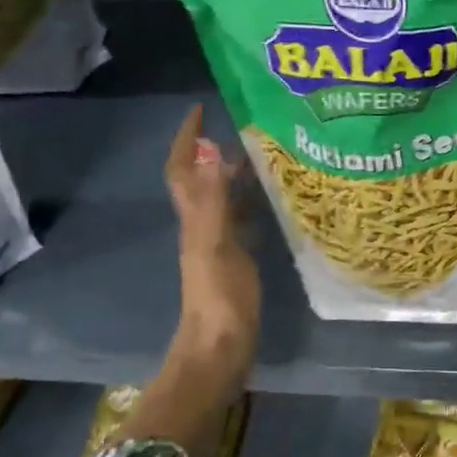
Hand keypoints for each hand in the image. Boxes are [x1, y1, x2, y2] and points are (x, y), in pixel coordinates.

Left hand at [165, 105, 259, 380]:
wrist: (221, 347)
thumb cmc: (220, 298)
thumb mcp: (216, 245)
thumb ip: (213, 201)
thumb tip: (211, 151)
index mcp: (194, 218)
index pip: (183, 168)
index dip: (187, 138)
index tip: (201, 109)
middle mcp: (202, 225)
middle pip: (202, 179)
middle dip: (214, 149)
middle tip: (245, 127)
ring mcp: (218, 244)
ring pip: (223, 199)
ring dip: (235, 175)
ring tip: (264, 155)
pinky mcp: (235, 260)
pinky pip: (241, 220)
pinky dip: (252, 203)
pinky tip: (274, 201)